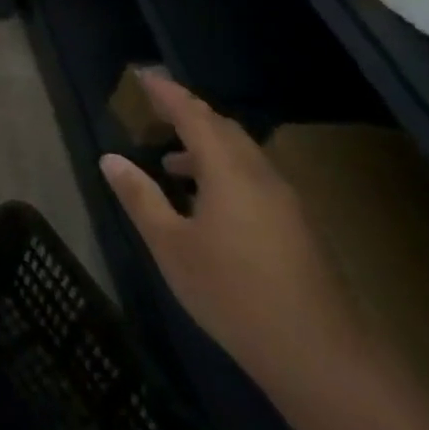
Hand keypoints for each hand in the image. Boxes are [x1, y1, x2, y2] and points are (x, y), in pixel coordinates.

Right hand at [99, 71, 367, 398]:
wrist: (318, 354)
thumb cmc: (232, 293)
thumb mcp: (170, 245)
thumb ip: (140, 197)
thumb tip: (111, 158)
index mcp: (230, 171)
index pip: (194, 116)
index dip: (168, 94)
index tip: (144, 76)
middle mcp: (261, 175)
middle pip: (224, 130)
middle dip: (189, 115)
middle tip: (156, 111)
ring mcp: (284, 202)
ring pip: (241, 156)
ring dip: (205, 148)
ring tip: (171, 162)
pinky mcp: (296, 228)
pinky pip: (253, 179)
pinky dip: (223, 173)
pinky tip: (206, 203)